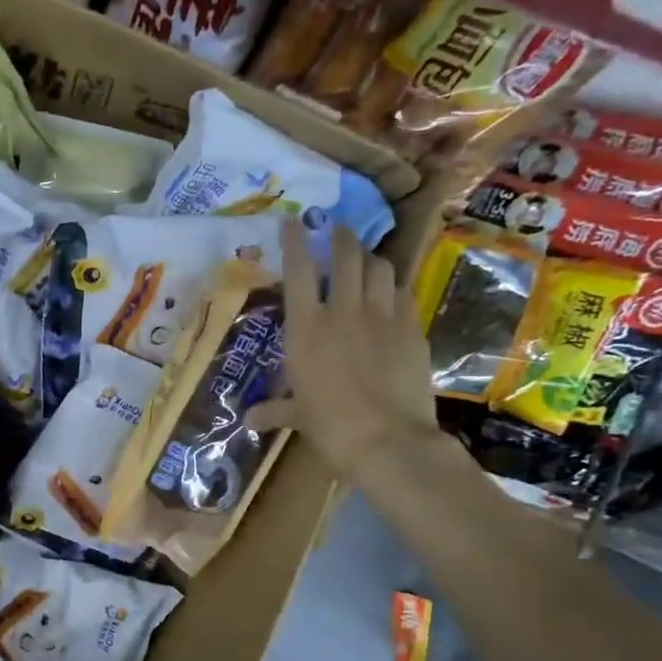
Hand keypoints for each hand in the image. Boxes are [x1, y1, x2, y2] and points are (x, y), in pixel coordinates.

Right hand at [250, 222, 439, 477]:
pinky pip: (403, 294)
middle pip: (344, 256)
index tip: (292, 220)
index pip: (297, 270)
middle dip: (340, 237)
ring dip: (370, 258)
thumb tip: (249, 420)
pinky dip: (394, 287)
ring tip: (365, 259)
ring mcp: (382, 316)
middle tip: (338, 230)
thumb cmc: (330, 426)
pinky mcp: (412, 328)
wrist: (388, 440)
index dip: (294, 241)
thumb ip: (274, 410)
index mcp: (306, 328)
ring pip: (379, 268)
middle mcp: (342, 311)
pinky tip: (391, 293)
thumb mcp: (297, 416)